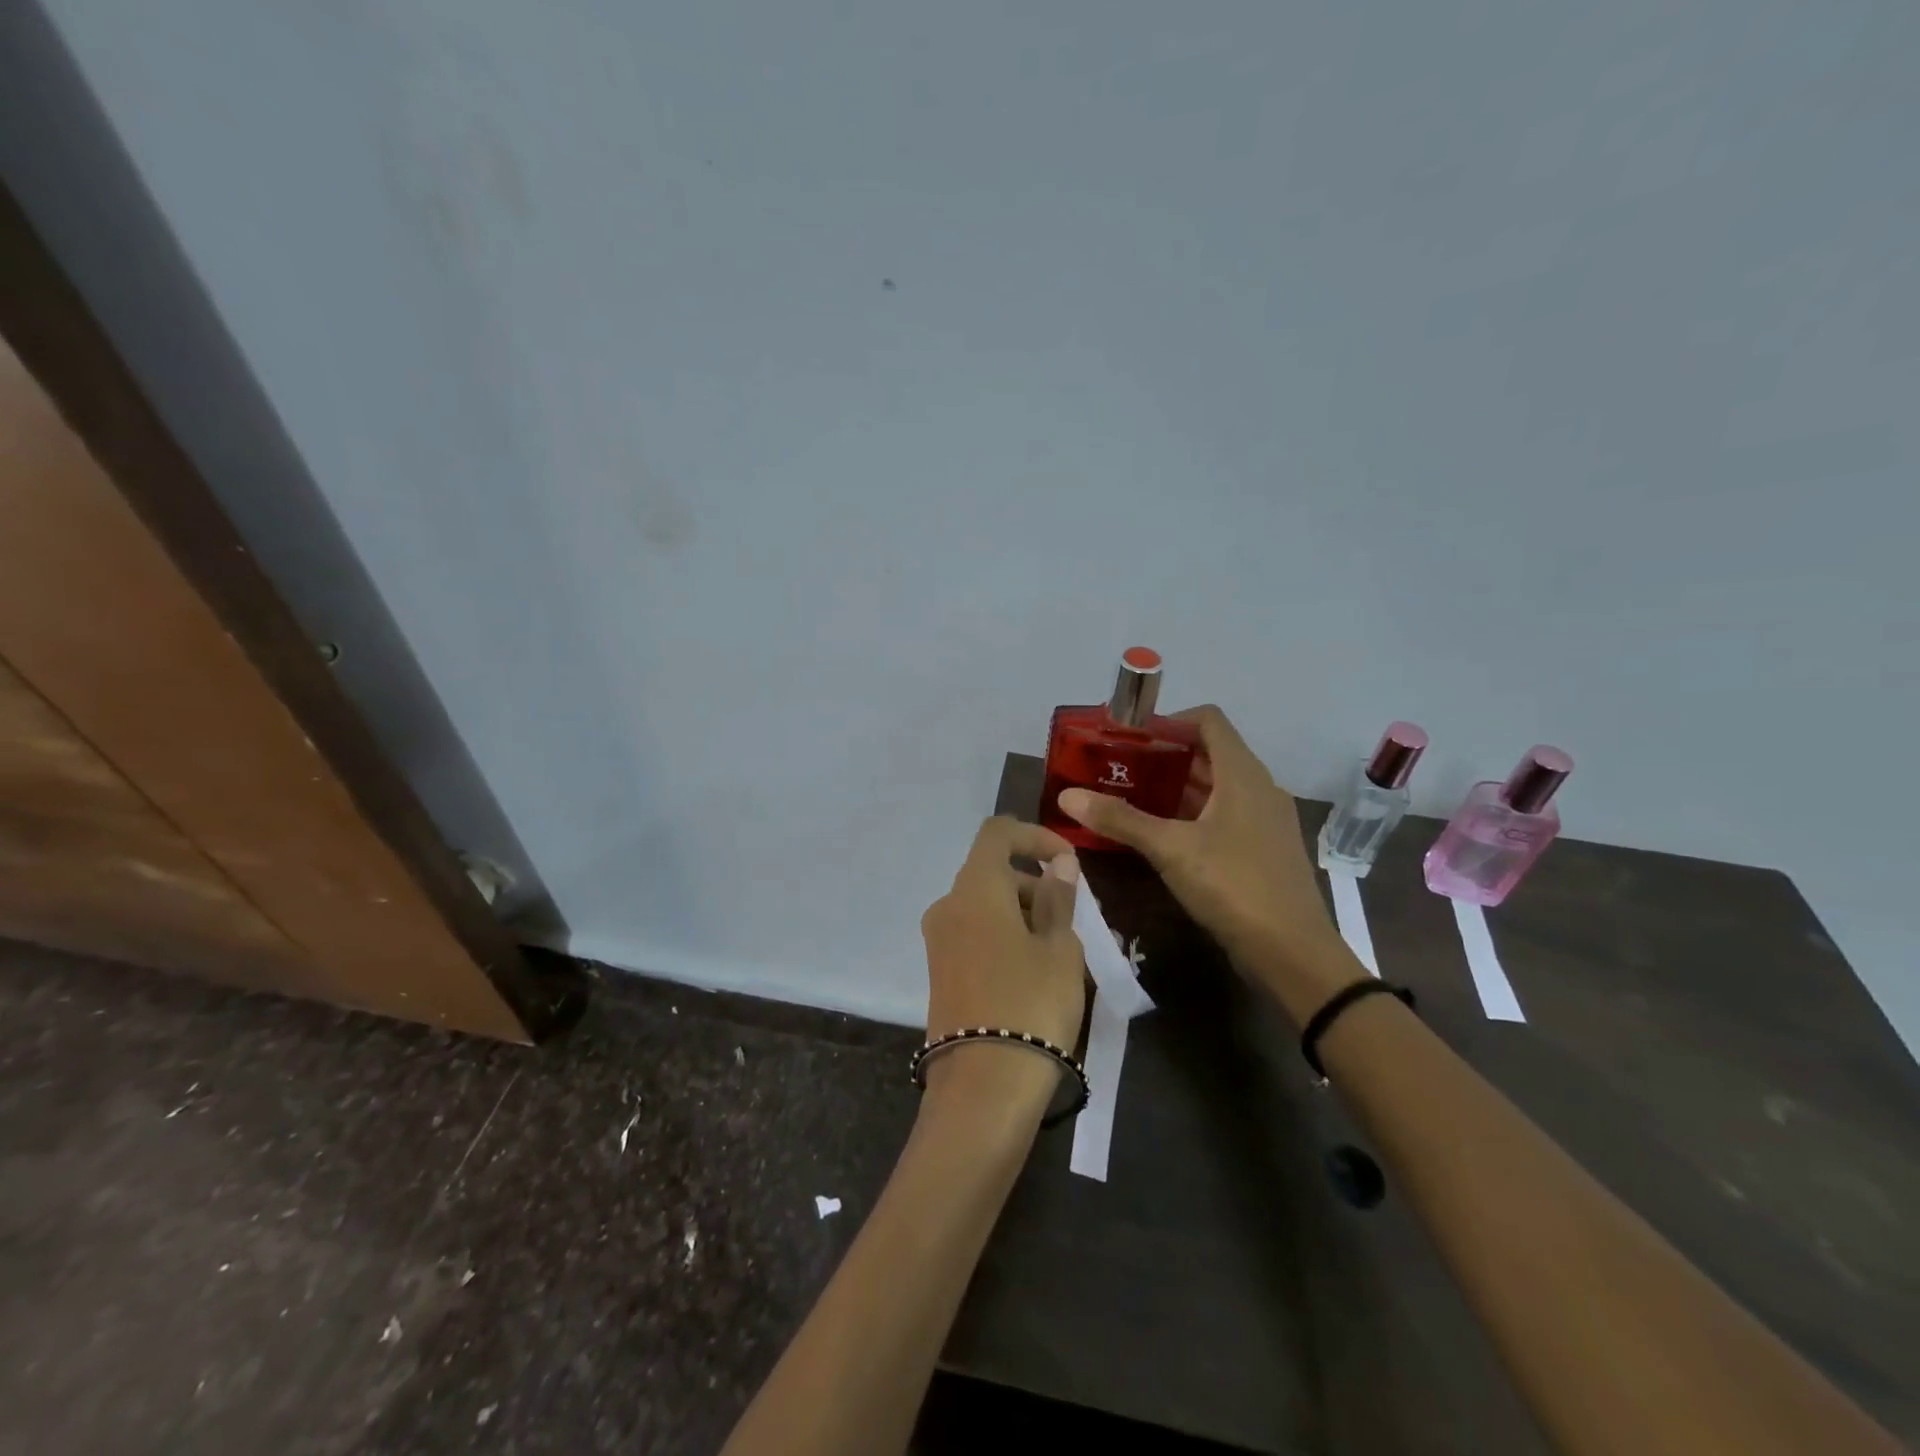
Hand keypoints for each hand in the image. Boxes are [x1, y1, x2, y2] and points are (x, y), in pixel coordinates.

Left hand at [919, 818, 1085, 1099]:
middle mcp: (948, 904)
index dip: (1035, 836)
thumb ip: (1057, 898)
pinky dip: (1006, 935)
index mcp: (975, 887)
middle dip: (1035, 883)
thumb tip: (1057, 863)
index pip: (998, 832)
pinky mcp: (940, 970)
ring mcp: (939, 940)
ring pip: (986, 905)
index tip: (1069, 863)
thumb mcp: (1059, 949)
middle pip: (992, 872)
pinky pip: (976, 933)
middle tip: (1076, 917)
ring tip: (1065, 950)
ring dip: (1024, 913)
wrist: (983, 1087)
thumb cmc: (1031, 1004)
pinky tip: (1038, 969)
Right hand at [1057, 705, 1357, 1018]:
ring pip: (1217, 786)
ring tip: (1132, 798)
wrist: (1293, 953)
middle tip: (1120, 768)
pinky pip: (1225, 813)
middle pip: (1210, 752)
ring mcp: (1266, 819)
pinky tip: (1164, 835)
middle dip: (1164, 756)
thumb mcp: (1170, 850)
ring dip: (1177, 787)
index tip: (1130, 737)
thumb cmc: (1234, 886)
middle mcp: (1259, 786)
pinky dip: (1193, 813)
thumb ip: (1120, 819)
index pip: (1208, 720)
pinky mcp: (1264, 847)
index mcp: (1242, 774)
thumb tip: (1067, 797)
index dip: (1169, 720)